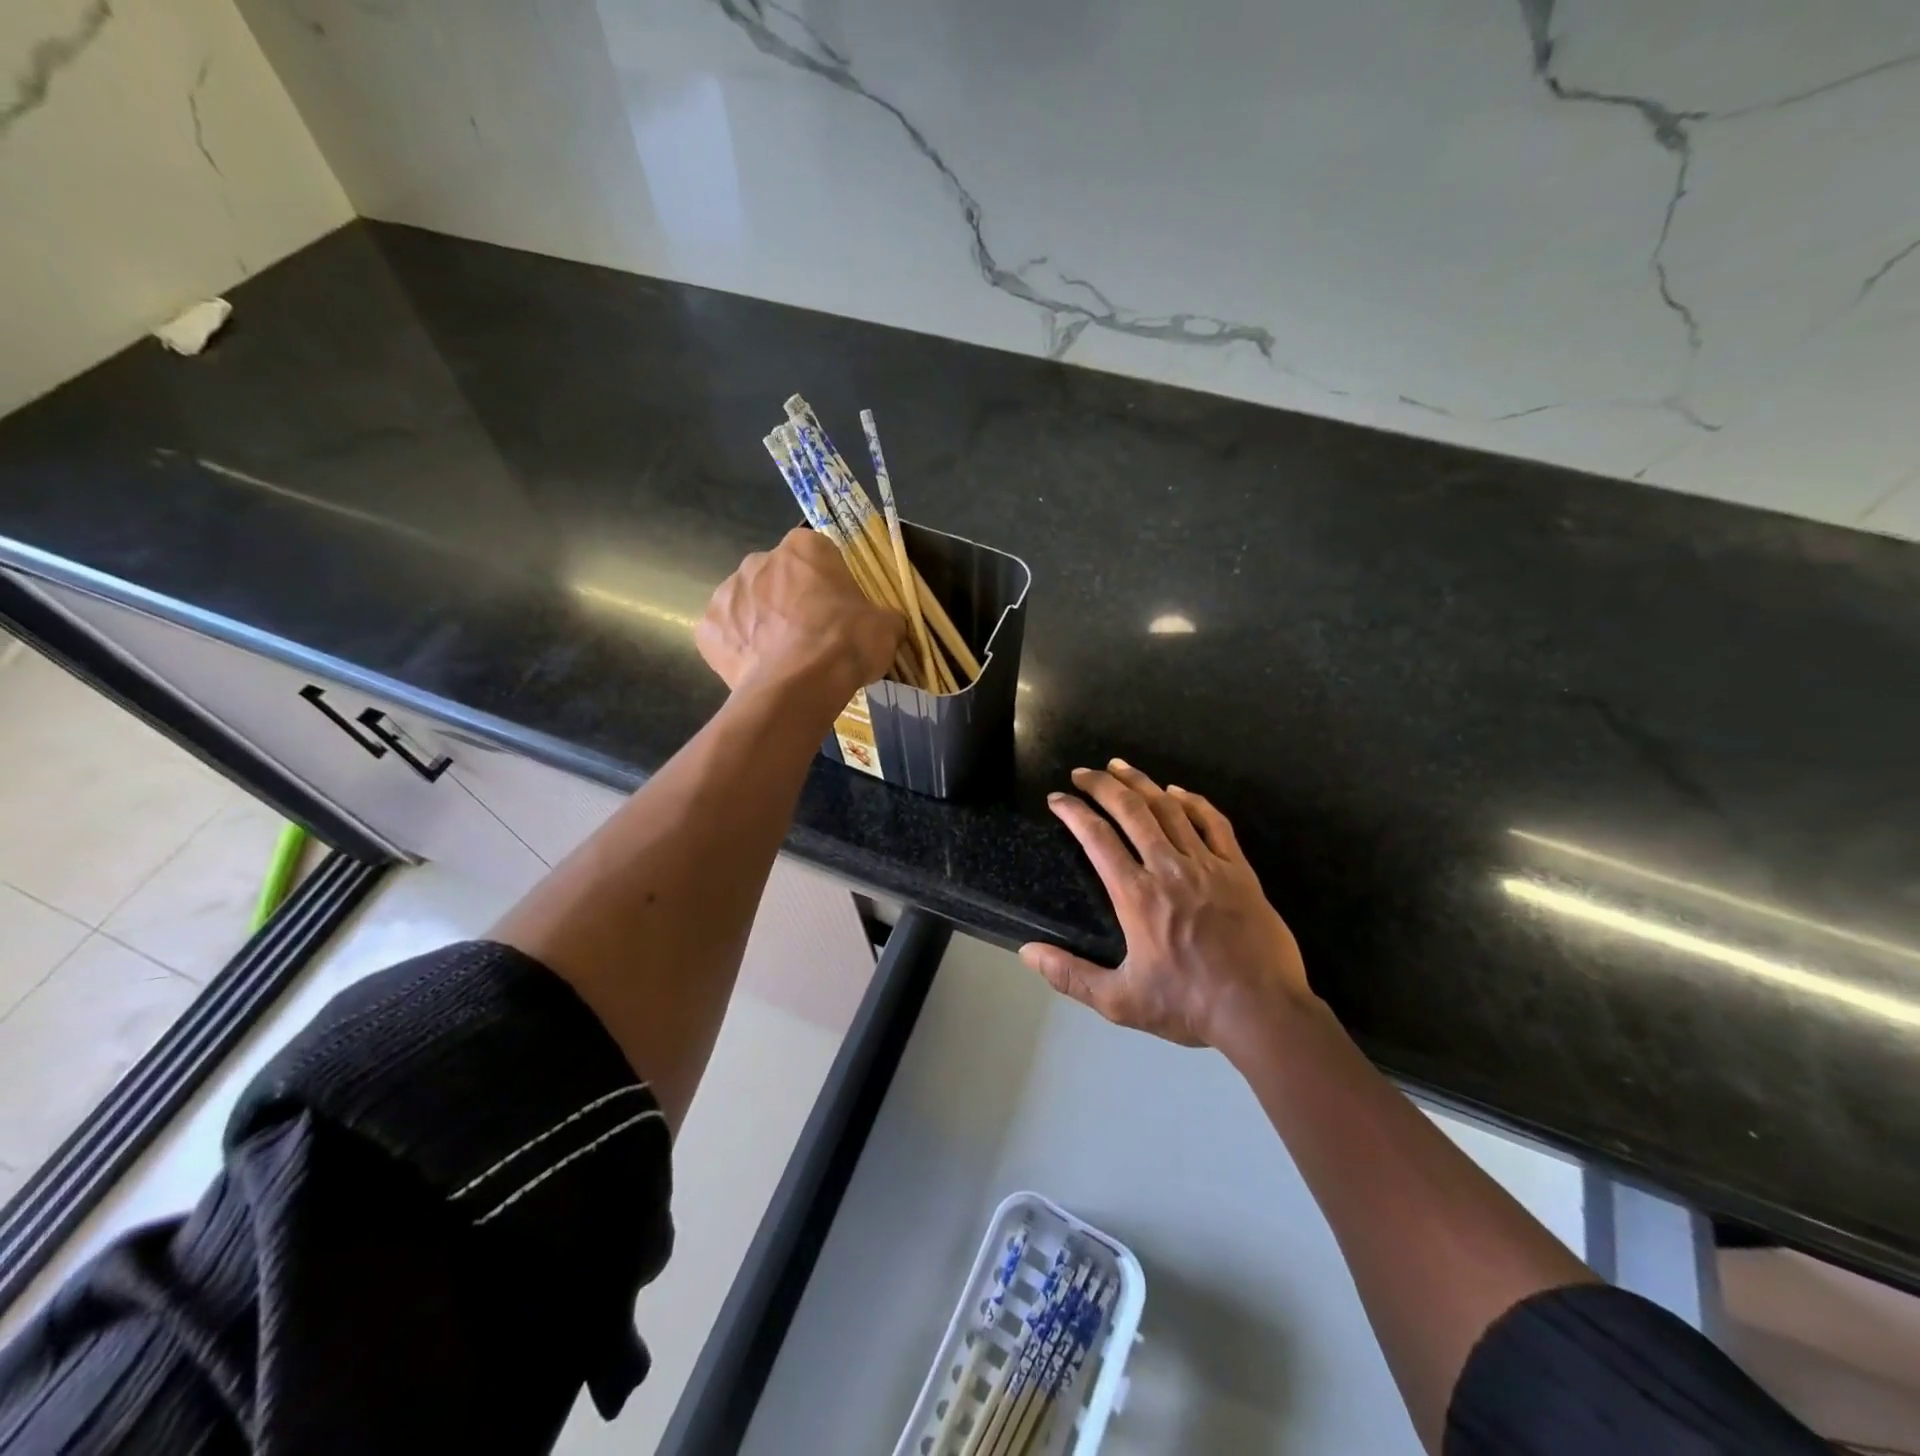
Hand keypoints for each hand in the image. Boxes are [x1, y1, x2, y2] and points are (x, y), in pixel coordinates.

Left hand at [697, 529, 904, 698]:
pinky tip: (761, 671)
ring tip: (785, 659)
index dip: (828, 583)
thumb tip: (883, 625)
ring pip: (748, 605)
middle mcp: (758, 560)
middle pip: (777, 577)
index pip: (817, 554)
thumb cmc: (846, 643)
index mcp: (804, 548)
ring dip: (763, 624)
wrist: (800, 685)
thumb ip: (882, 617)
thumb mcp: (887, 627)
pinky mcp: (708, 630)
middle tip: (812, 636)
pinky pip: (727, 637)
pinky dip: (741, 651)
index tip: (837, 610)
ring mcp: (726, 593)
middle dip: (790, 600)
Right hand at [1020, 760, 1313, 1047]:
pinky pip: (1213, 822)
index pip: (1097, 838)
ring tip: (1120, 766)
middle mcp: (1168, 868)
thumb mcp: (1120, 1001)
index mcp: (1137, 896)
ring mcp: (1207, 864)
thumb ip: (1070, 975)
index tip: (1057, 798)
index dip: (1073, 812)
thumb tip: (1027, 952)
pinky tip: (1177, 791)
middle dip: (1102, 784)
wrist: (1262, 1011)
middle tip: (1083, 772)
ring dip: (1141, 783)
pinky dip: (1192, 801)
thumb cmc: (1188, 1005)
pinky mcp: (1239, 869)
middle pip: (1131, 810)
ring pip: (1169, 808)